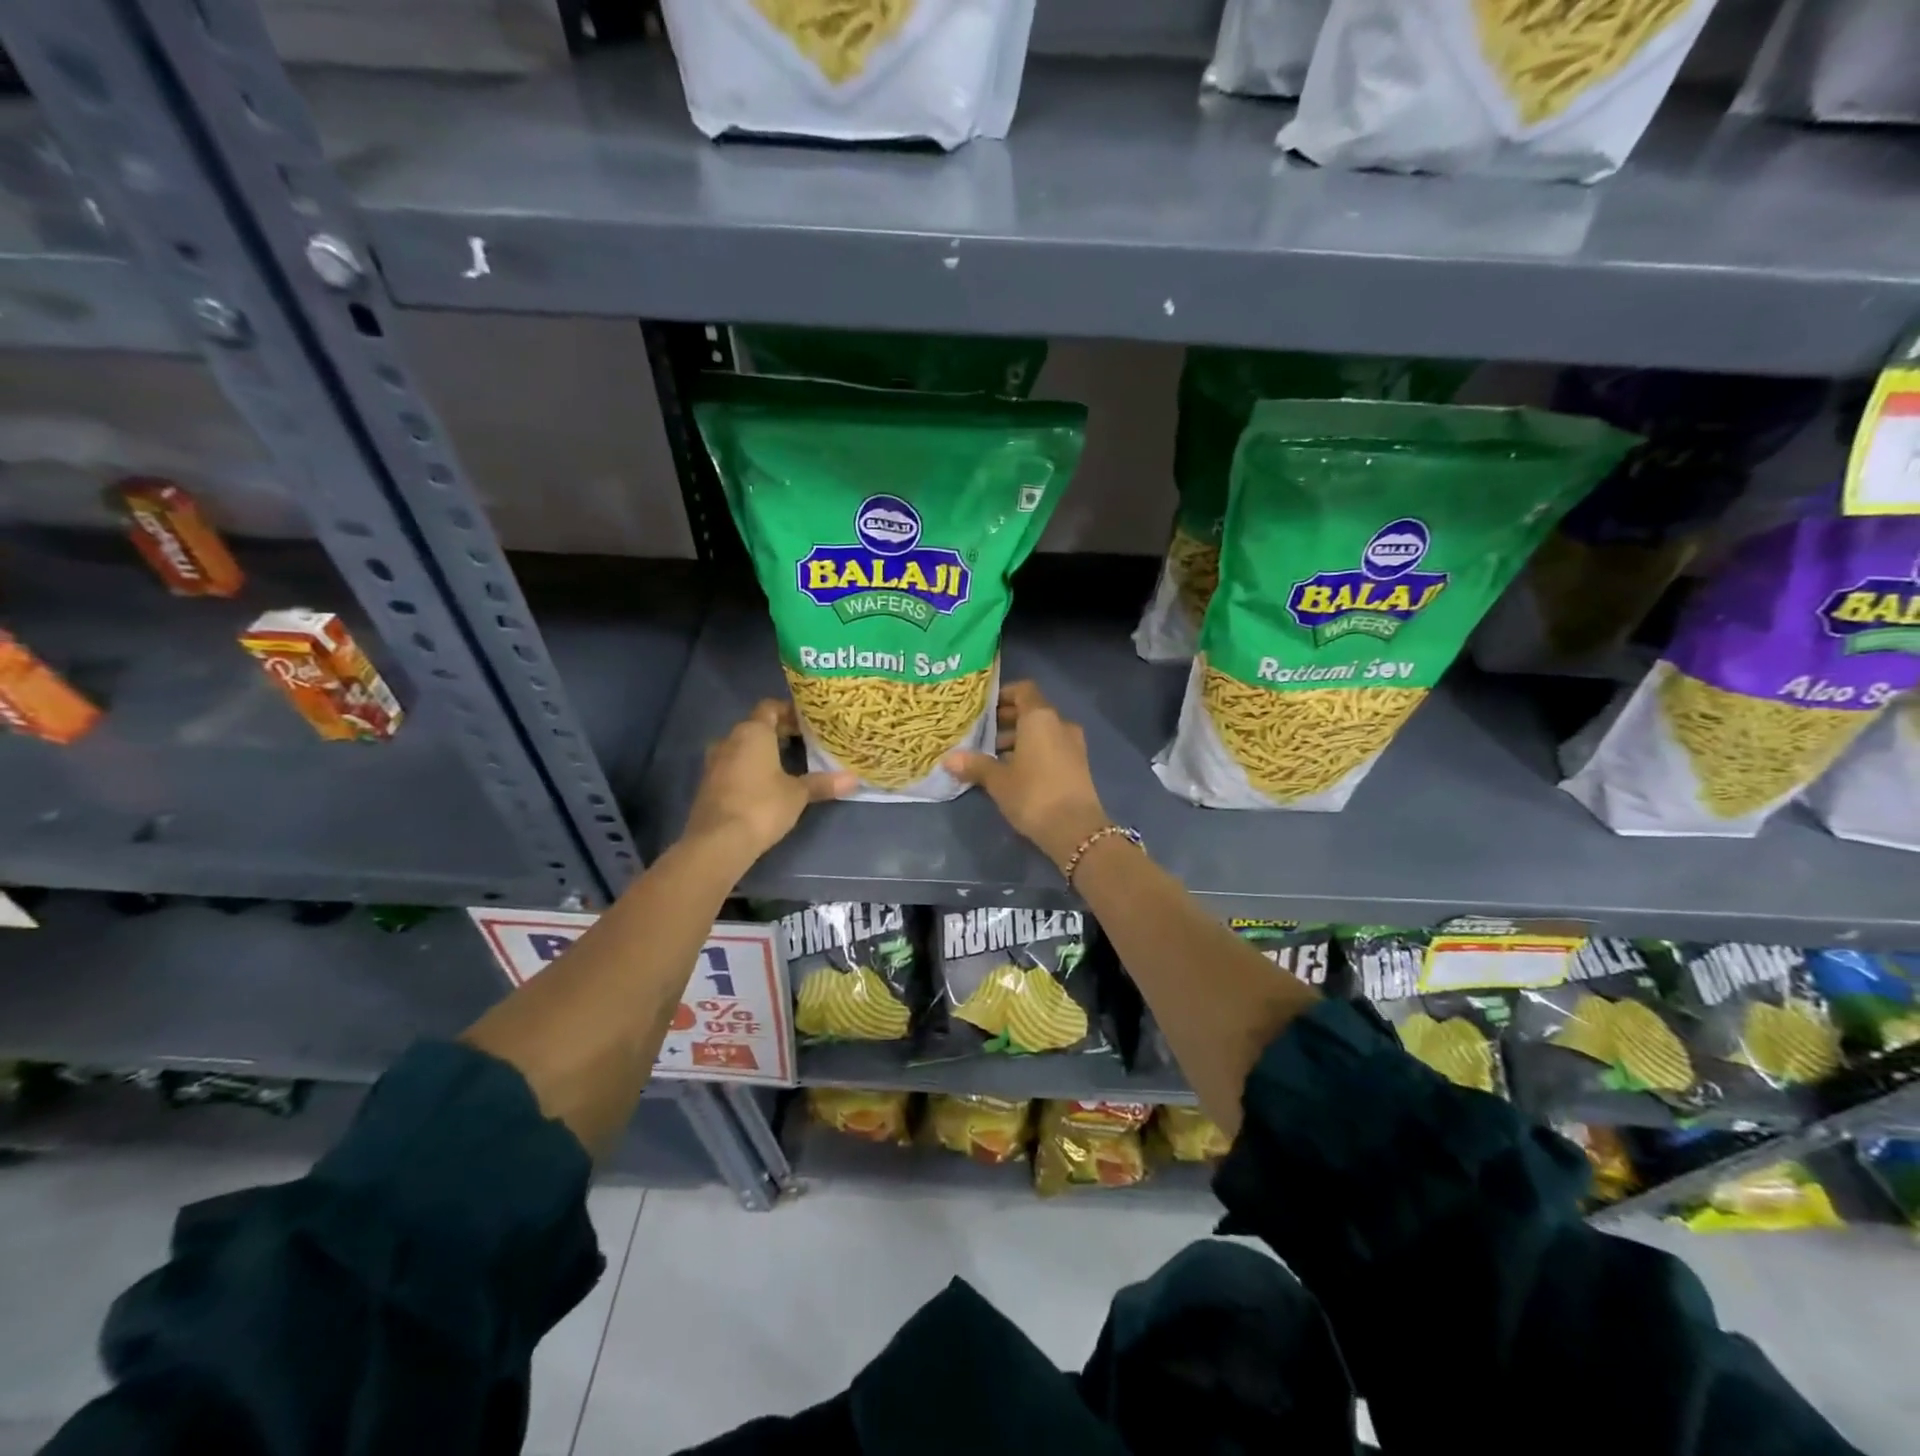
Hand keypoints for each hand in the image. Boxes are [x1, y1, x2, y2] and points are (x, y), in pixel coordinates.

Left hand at [683, 700, 854, 862]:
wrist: (717, 842)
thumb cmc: (762, 806)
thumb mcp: (798, 794)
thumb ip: (823, 783)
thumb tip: (854, 779)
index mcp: (752, 732)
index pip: (770, 707)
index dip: (789, 711)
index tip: (808, 722)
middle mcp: (729, 740)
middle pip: (756, 726)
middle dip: (779, 733)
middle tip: (804, 743)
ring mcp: (714, 762)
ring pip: (742, 747)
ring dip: (762, 752)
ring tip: (787, 764)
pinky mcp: (707, 785)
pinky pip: (732, 766)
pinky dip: (749, 769)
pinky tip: (765, 785)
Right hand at [943, 681, 1109, 869]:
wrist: (1075, 829)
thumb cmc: (1033, 794)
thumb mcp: (998, 780)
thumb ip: (975, 765)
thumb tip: (948, 759)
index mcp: (1040, 718)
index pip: (1023, 690)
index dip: (1003, 695)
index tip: (983, 708)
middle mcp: (1060, 724)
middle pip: (1032, 711)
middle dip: (1007, 720)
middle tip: (982, 733)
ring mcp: (1073, 744)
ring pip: (1042, 731)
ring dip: (1019, 739)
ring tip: (993, 756)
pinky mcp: (1078, 765)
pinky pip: (1051, 747)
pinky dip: (1033, 752)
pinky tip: (1014, 772)